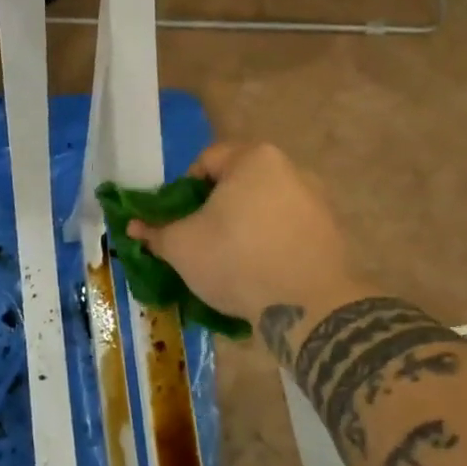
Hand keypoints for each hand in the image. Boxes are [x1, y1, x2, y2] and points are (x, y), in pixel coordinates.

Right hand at [129, 142, 367, 335]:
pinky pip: (289, 230)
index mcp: (254, 158)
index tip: (180, 221)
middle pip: (239, 183)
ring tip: (231, 262)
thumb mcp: (183, 246)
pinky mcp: (332, 232)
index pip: (206, 161)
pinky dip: (272, 244)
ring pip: (265, 207)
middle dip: (217, 209)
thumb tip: (134, 227)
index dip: (184, 190)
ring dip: (245, 227)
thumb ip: (156, 232)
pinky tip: (262, 274)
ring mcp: (316, 200)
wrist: (310, 306)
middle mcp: (291, 168)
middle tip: (201, 241)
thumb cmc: (237, 260)